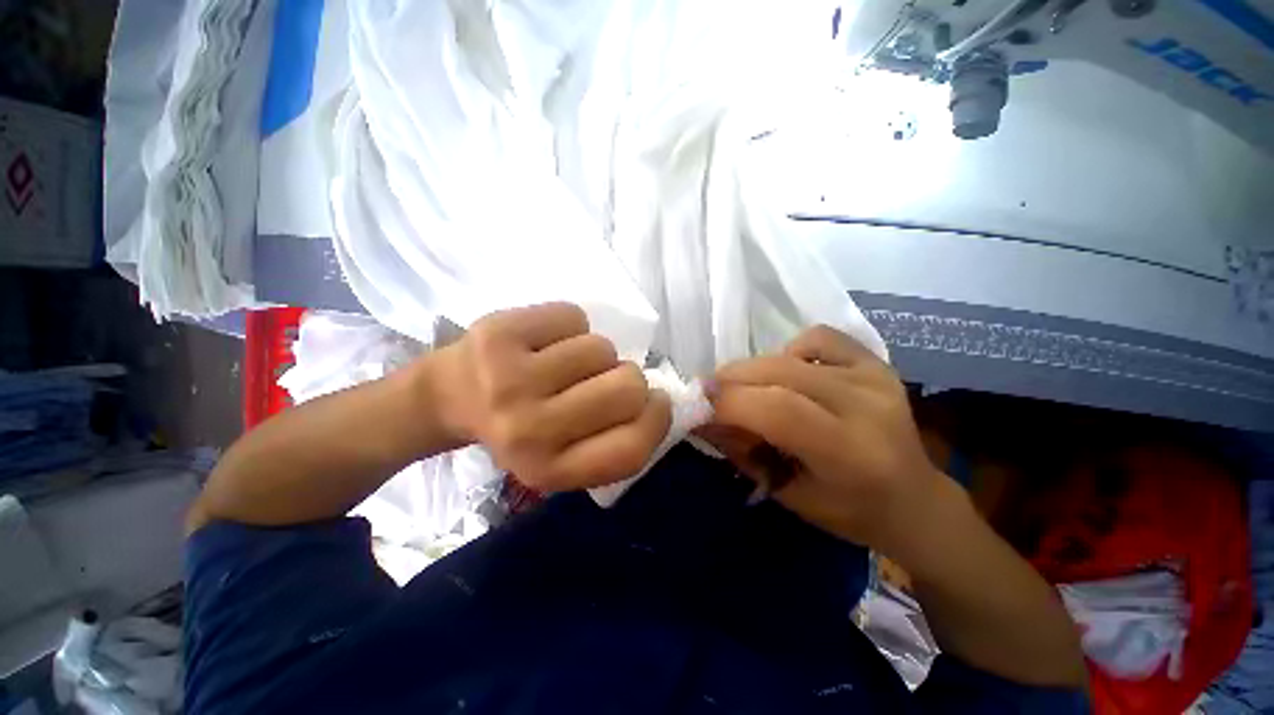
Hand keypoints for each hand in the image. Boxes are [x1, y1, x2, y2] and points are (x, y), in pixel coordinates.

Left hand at [426, 302, 671, 491]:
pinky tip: (545, 340)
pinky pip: (574, 316)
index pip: (632, 449)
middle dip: (627, 377)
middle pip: (628, 386)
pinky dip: (569, 325)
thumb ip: (613, 440)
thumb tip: (658, 398)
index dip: (656, 420)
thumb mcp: (565, 455)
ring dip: (595, 353)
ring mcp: (510, 379)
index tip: (654, 402)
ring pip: (602, 348)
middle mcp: (530, 431)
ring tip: (564, 362)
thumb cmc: (520, 427)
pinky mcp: (500, 333)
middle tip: (600, 379)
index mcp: (550, 470)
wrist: (450, 395)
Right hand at [703, 325, 943, 552]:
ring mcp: (875, 377)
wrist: (913, 499)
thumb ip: (741, 451)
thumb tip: (700, 417)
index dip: (729, 403)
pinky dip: (790, 351)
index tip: (698, 405)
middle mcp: (867, 406)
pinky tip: (789, 372)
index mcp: (851, 452)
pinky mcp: (877, 362)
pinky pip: (818, 337)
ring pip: (790, 355)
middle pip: (779, 374)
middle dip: (731, 379)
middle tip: (709, 392)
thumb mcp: (786, 494)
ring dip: (753, 368)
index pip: (778, 410)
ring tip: (746, 388)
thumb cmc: (847, 509)